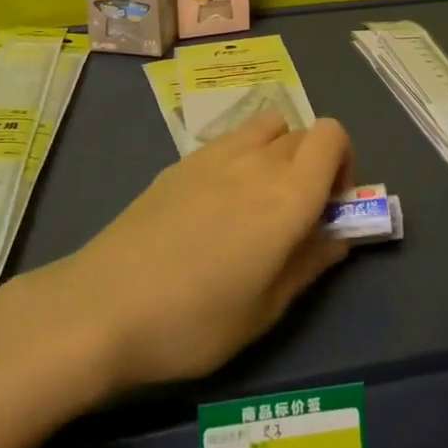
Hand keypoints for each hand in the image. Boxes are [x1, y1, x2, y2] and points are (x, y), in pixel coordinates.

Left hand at [31, 113, 352, 392]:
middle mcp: (256, 160)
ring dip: (278, 152)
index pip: (332, 134)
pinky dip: (242, 157)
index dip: (344, 161)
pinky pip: (230, 140)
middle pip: (303, 132)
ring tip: (258, 202)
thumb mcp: (267, 309)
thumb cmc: (196, 320)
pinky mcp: (180, 162)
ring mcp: (214, 155)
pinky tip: (215, 206)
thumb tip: (339, 236)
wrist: (103, 306)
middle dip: (313, 163)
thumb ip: (310, 262)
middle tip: (295, 215)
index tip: (331, 206)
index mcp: (288, 194)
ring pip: (266, 127)